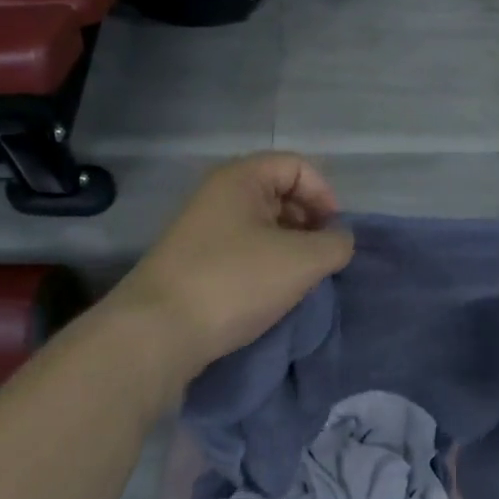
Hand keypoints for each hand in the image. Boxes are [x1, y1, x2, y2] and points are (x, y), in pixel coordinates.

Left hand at [108, 153, 354, 375]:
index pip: (297, 166)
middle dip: (308, 222)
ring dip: (289, 247)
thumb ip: (335, 244)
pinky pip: (242, 249)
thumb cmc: (235, 282)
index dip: (324, 195)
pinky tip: (270, 293)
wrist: (157, 332)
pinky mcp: (194, 262)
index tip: (334, 235)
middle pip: (279, 193)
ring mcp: (202, 229)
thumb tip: (340, 241)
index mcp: (241, 178)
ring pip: (262, 225)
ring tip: (298, 280)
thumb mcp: (301, 261)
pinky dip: (265, 264)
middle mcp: (218, 194)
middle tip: (320, 259)